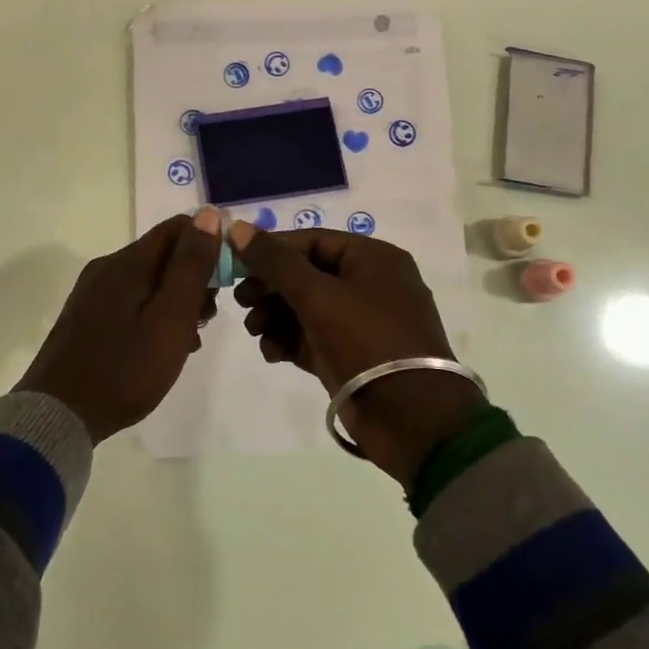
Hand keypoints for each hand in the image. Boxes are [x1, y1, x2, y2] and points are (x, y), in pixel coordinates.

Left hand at [14, 210, 222, 442]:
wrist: (59, 415)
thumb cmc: (125, 368)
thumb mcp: (171, 319)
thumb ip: (191, 266)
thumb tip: (208, 215)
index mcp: (128, 262)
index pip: (178, 227)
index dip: (209, 244)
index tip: (226, 280)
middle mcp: (108, 266)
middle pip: (163, 253)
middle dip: (193, 277)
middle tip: (206, 318)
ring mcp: (93, 291)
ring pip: (148, 278)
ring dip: (175, 299)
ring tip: (188, 339)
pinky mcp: (86, 314)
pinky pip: (130, 299)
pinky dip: (153, 312)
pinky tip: (160, 346)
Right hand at [229, 221, 483, 484]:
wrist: (412, 420)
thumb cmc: (367, 342)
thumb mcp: (318, 295)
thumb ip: (275, 261)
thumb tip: (236, 228)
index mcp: (374, 259)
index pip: (312, 241)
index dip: (272, 250)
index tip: (237, 264)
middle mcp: (371, 285)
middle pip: (307, 274)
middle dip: (271, 287)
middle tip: (241, 301)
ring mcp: (362, 323)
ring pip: (307, 307)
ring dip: (275, 315)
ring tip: (254, 331)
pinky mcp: (352, 355)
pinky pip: (314, 337)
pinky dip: (290, 341)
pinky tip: (271, 353)